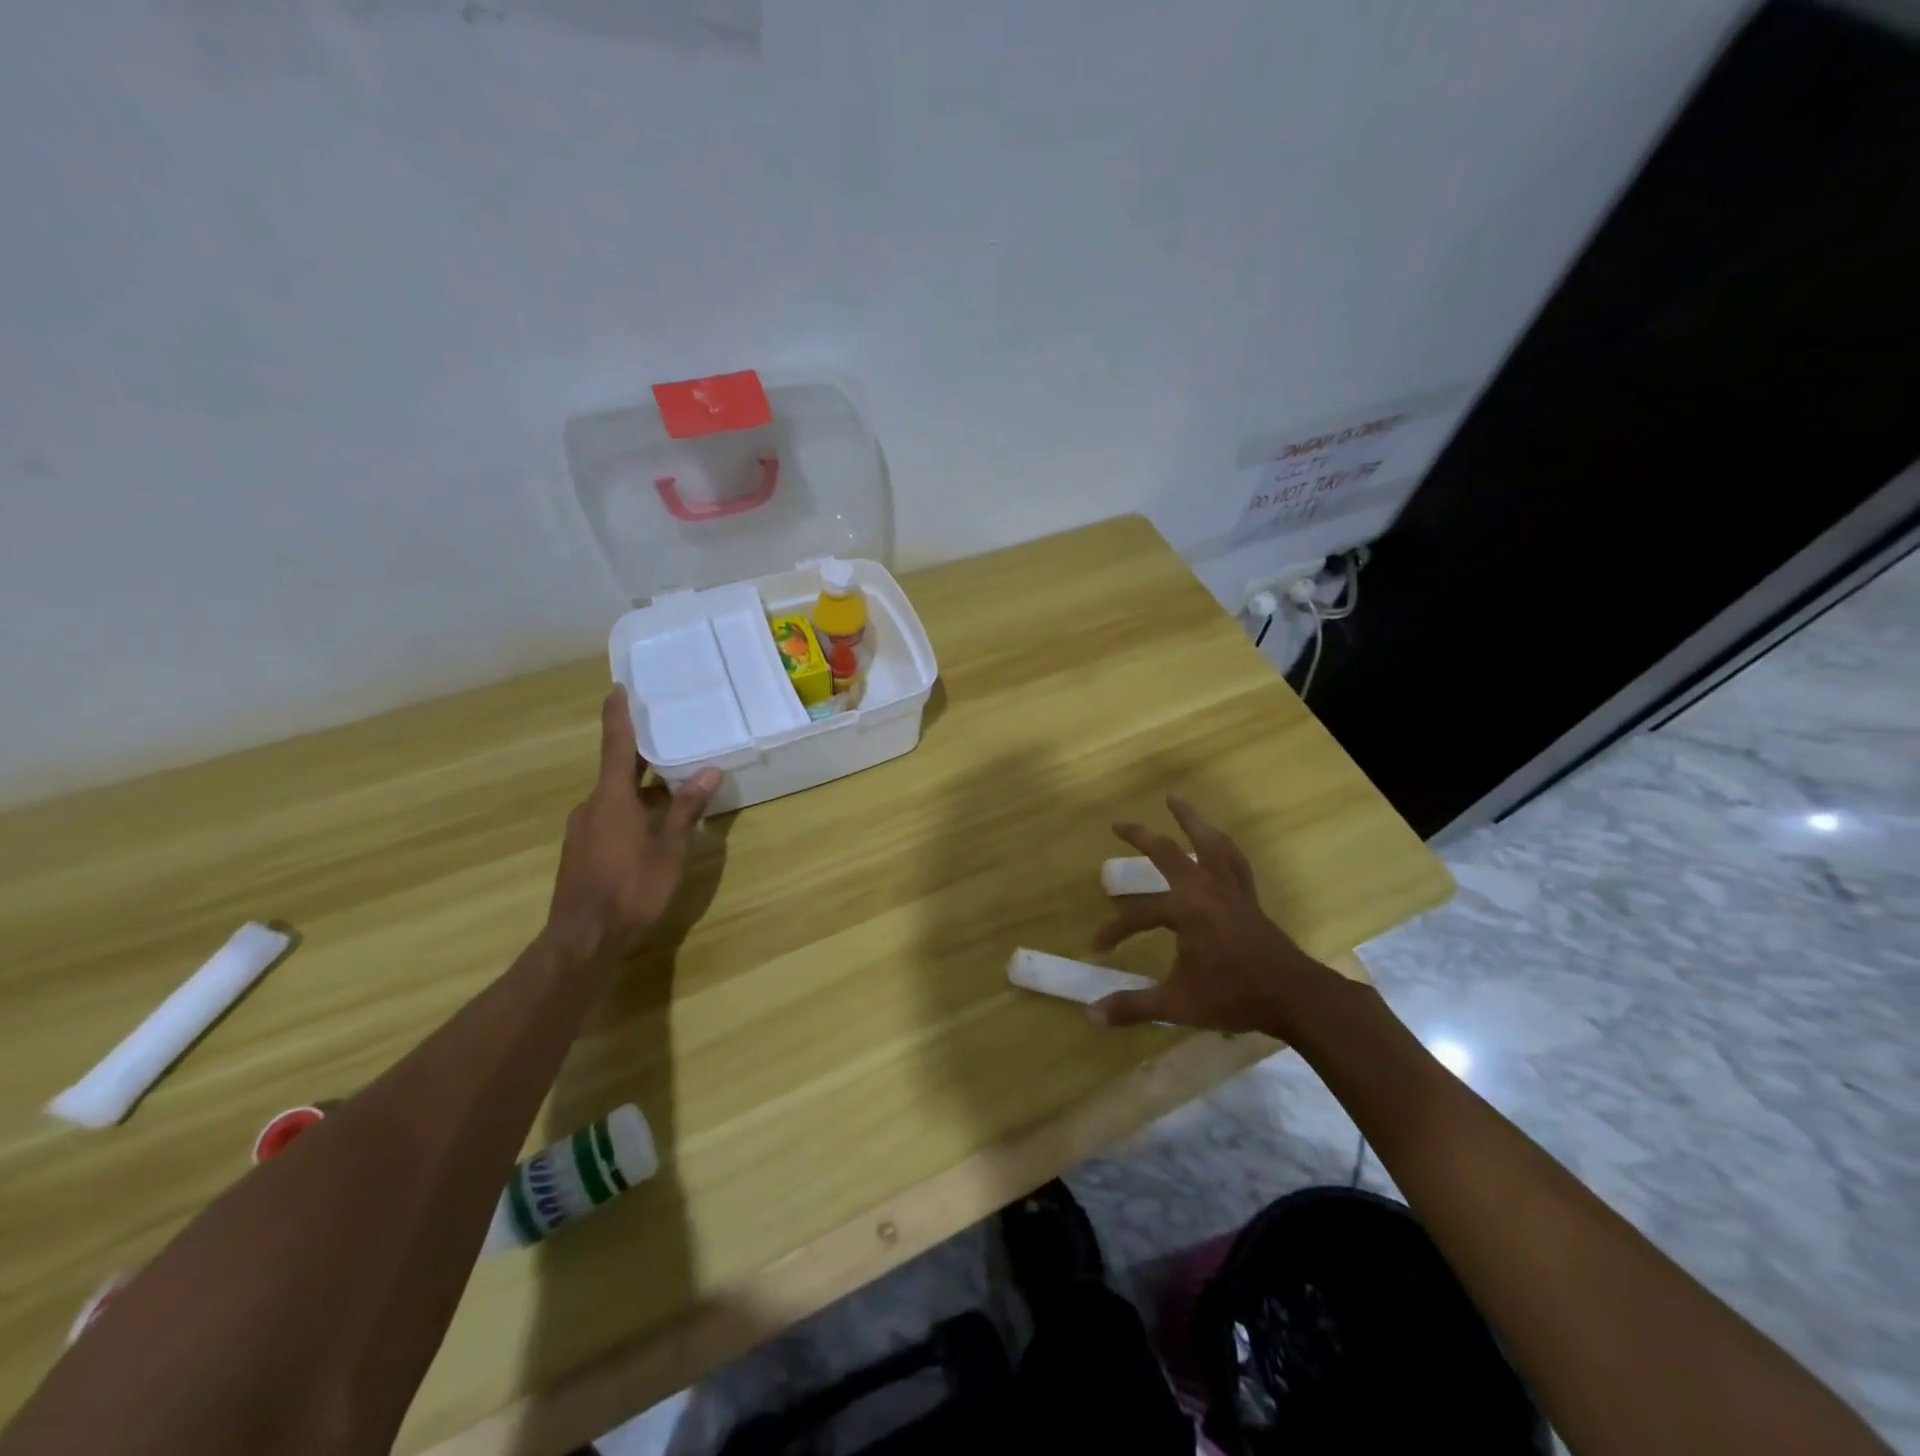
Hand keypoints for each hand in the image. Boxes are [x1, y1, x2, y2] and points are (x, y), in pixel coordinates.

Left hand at [545, 688, 721, 959]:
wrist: (583, 939)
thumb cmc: (631, 889)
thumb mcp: (669, 849)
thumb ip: (686, 808)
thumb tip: (709, 771)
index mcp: (611, 798)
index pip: (616, 746)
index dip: (618, 716)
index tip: (617, 688)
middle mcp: (591, 806)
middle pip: (618, 771)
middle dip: (642, 756)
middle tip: (669, 738)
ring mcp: (582, 830)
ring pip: (616, 797)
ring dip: (642, 789)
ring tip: (675, 787)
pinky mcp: (582, 851)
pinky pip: (610, 817)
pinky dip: (633, 810)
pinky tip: (655, 826)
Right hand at [1087, 797, 1332, 1038]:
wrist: (1295, 997)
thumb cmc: (1233, 996)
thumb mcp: (1177, 1004)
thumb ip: (1133, 1007)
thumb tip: (1091, 1017)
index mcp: (1185, 909)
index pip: (1137, 914)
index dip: (1113, 930)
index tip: (1097, 947)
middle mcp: (1206, 889)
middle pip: (1169, 853)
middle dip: (1140, 837)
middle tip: (1119, 824)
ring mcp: (1231, 890)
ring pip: (1210, 844)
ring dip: (1191, 820)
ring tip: (1177, 801)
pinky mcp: (1249, 899)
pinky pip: (1235, 861)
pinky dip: (1222, 846)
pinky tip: (1218, 842)